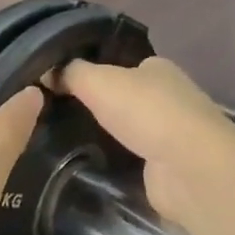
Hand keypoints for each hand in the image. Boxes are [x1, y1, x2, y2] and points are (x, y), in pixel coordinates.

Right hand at [57, 57, 234, 226]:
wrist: (188, 168)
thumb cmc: (147, 111)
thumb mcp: (99, 81)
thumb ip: (72, 73)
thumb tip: (47, 70)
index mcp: (158, 69)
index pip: (124, 66)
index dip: (97, 73)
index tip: (65, 85)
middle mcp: (169, 98)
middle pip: (128, 99)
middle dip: (102, 108)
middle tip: (60, 116)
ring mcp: (172, 136)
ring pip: (131, 132)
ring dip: (109, 138)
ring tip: (67, 143)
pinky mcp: (168, 169)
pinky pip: (135, 161)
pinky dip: (118, 164)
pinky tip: (91, 168)